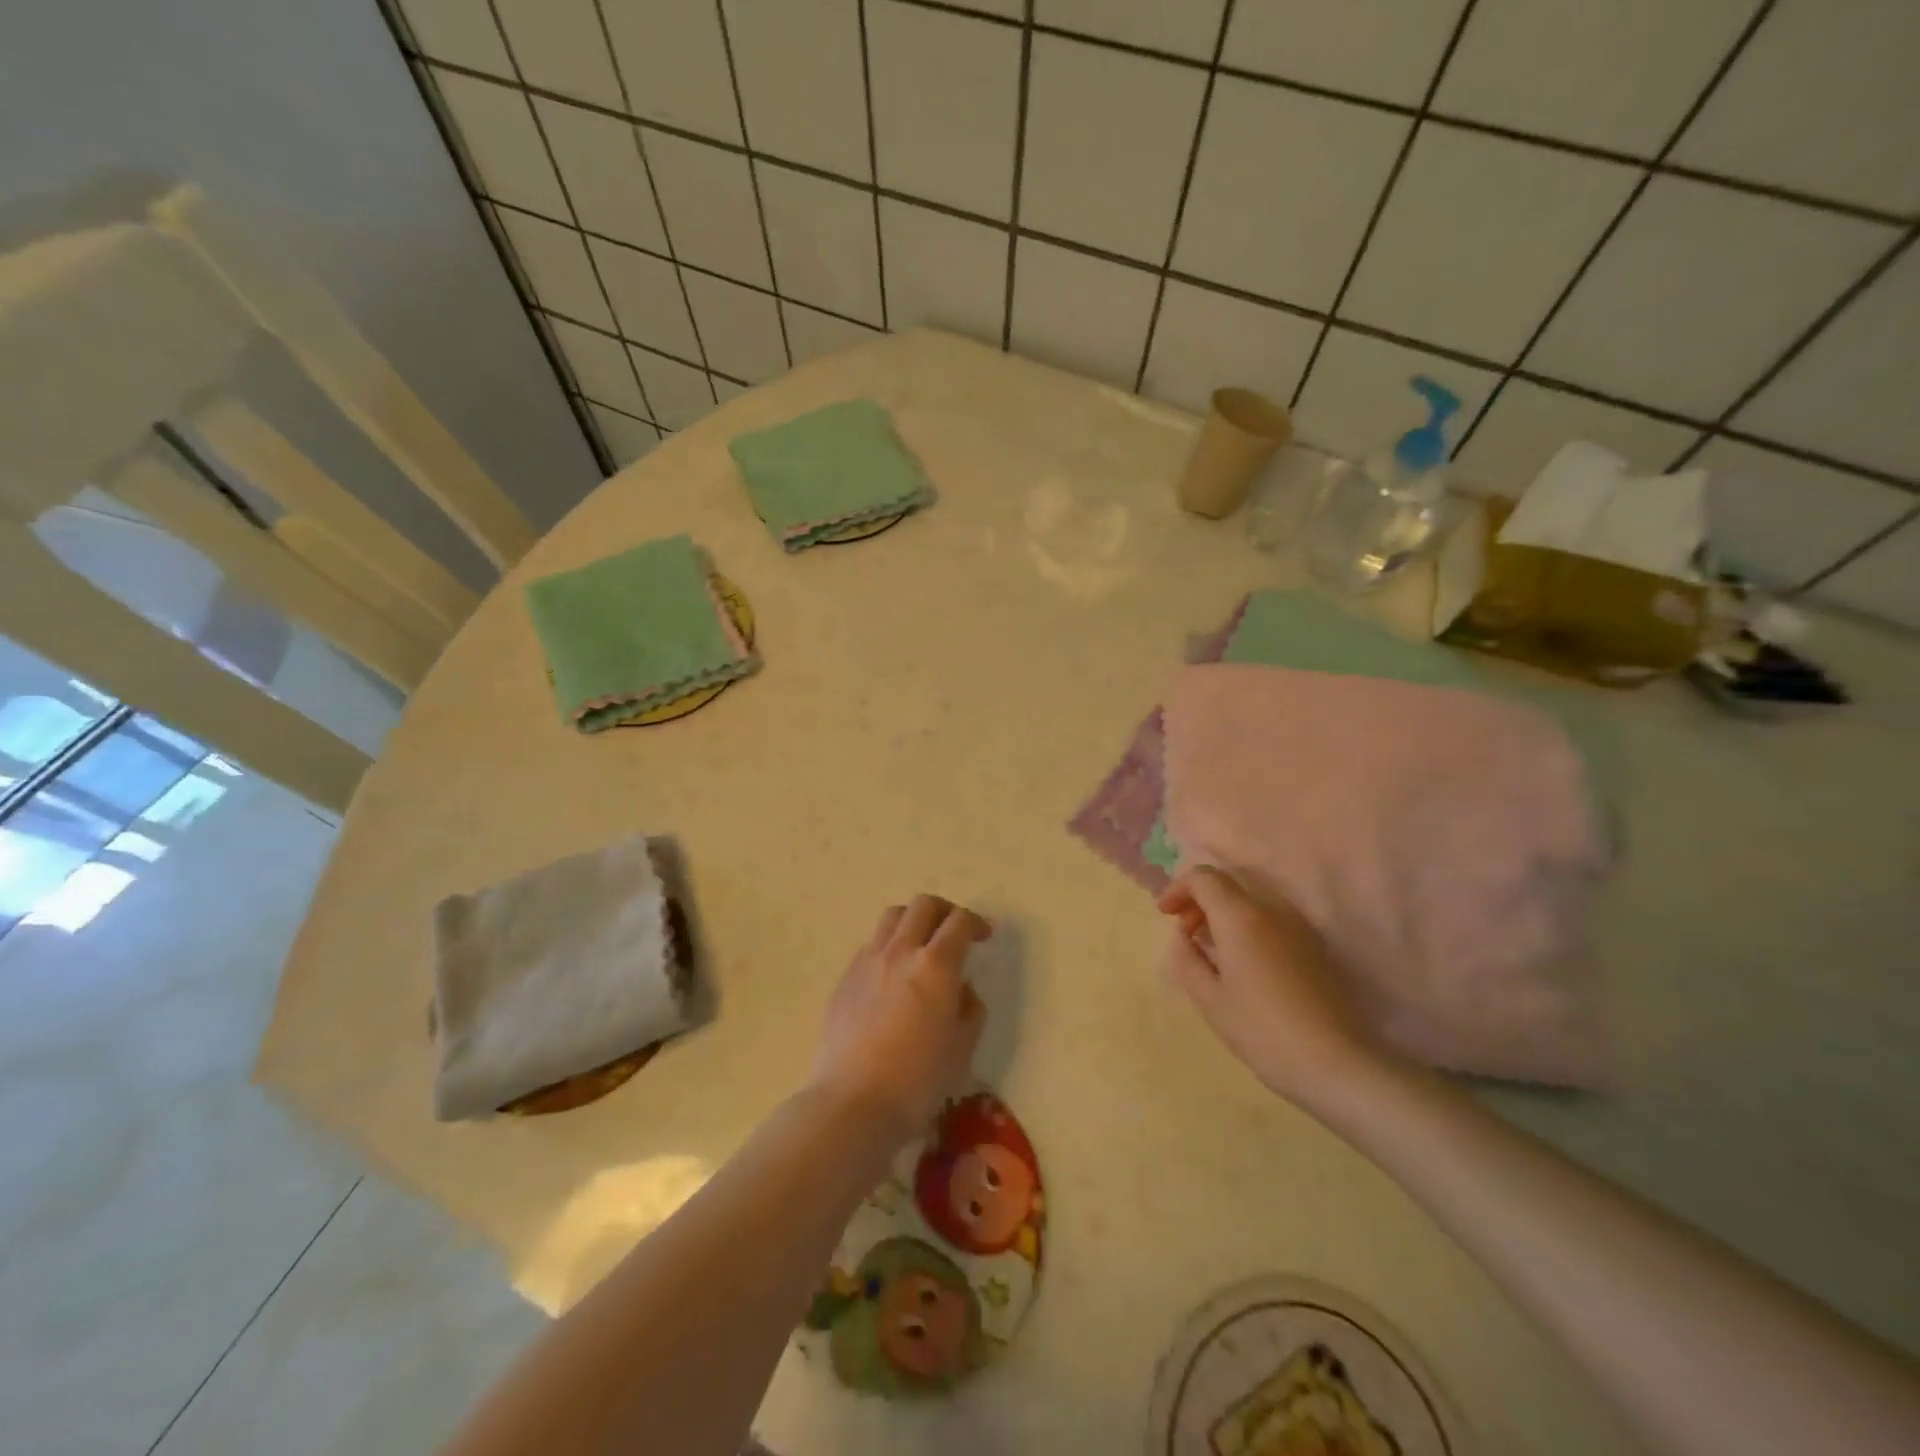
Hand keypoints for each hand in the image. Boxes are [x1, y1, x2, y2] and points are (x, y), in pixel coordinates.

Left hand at [810, 895, 988, 1142]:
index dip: (975, 922)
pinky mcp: (845, 978)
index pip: (959, 921)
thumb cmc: (917, 1080)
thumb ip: (969, 1009)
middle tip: (954, 931)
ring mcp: (868, 961)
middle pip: (923, 905)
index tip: (983, 936)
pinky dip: (888, 945)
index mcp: (936, 965)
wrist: (853, 1102)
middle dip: (944, 911)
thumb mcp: (962, 1047)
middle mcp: (901, 951)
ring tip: (920, 944)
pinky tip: (892, 974)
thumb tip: (962, 989)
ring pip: (892, 917)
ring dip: (913, 921)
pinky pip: (871, 944)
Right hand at [1157, 866, 1386, 1105]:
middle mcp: (1271, 909)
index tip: (1165, 914)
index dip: (1178, 888)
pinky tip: (1244, 962)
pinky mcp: (1315, 945)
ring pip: (1252, 900)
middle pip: (1229, 883)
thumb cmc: (1262, 1031)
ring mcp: (1298, 926)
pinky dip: (1249, 926)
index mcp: (1240, 917)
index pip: (1203, 877)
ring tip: (1212, 948)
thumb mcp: (1210, 999)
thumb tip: (1183, 937)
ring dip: (1225, 913)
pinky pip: (1272, 919)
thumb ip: (1186, 959)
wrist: (1336, 1063)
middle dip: (1201, 899)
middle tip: (1186, 932)